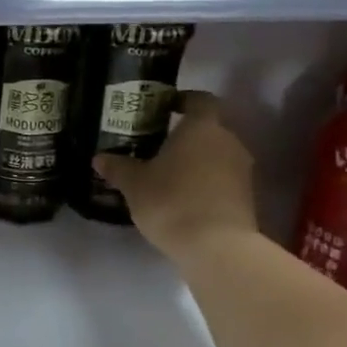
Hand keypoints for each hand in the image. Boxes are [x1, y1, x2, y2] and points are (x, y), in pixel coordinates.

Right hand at [95, 92, 258, 260]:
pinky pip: (222, 179)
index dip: (184, 99)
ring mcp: (242, 170)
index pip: (200, 99)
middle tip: (157, 145)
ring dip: (196, 161)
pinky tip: (183, 198)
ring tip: (167, 174)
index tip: (165, 107)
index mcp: (202, 127)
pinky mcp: (247, 197)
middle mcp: (228, 141)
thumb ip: (118, 167)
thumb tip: (100, 158)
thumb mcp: (135, 184)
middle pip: (209, 129)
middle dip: (185, 135)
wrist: (216, 247)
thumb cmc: (172, 201)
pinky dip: (205, 182)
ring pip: (216, 155)